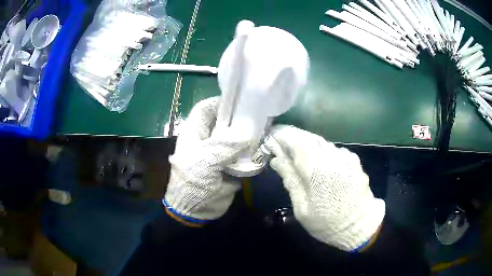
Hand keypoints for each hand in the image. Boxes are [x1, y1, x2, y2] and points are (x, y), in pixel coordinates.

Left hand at [164, 97, 252, 225]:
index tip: (240, 102)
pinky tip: (263, 147)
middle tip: (259, 115)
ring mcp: (219, 153)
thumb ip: (226, 144)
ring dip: (248, 135)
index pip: (205, 109)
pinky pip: (242, 153)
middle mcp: (207, 139)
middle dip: (239, 118)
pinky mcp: (230, 165)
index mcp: (194, 133)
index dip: (220, 102)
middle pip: (224, 122)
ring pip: (235, 137)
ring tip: (265, 129)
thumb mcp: (206, 160)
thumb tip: (250, 131)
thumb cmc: (192, 182)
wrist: (195, 211)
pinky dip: (252, 150)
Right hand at [264, 125, 384, 250]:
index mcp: (317, 170)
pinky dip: (322, 152)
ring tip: (300, 158)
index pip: (295, 141)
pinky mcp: (353, 160)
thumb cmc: (326, 222)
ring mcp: (345, 156)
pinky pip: (332, 150)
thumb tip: (276, 159)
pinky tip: (320, 166)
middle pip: (308, 138)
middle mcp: (332, 157)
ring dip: (308, 146)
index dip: (282, 136)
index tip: (272, 139)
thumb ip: (290, 180)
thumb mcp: (302, 207)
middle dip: (294, 140)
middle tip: (283, 149)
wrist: (359, 226)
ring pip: (321, 143)